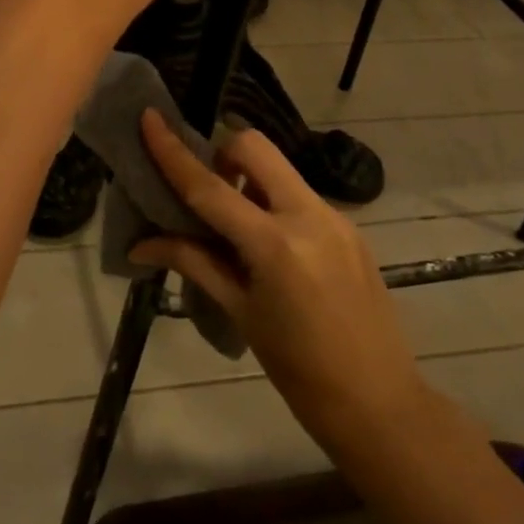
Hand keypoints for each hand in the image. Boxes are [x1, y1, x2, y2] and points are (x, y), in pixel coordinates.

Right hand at [130, 109, 426, 467]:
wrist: (381, 404)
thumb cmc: (299, 370)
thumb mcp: (241, 313)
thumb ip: (194, 263)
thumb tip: (141, 244)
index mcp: (275, 245)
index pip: (210, 187)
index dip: (173, 151)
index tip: (150, 118)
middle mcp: (309, 216)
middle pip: (255, 148)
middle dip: (221, 153)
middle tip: (208, 192)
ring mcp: (336, 217)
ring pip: (280, 169)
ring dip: (248, 179)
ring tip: (238, 229)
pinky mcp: (351, 227)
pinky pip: (300, 195)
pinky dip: (273, 202)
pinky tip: (271, 248)